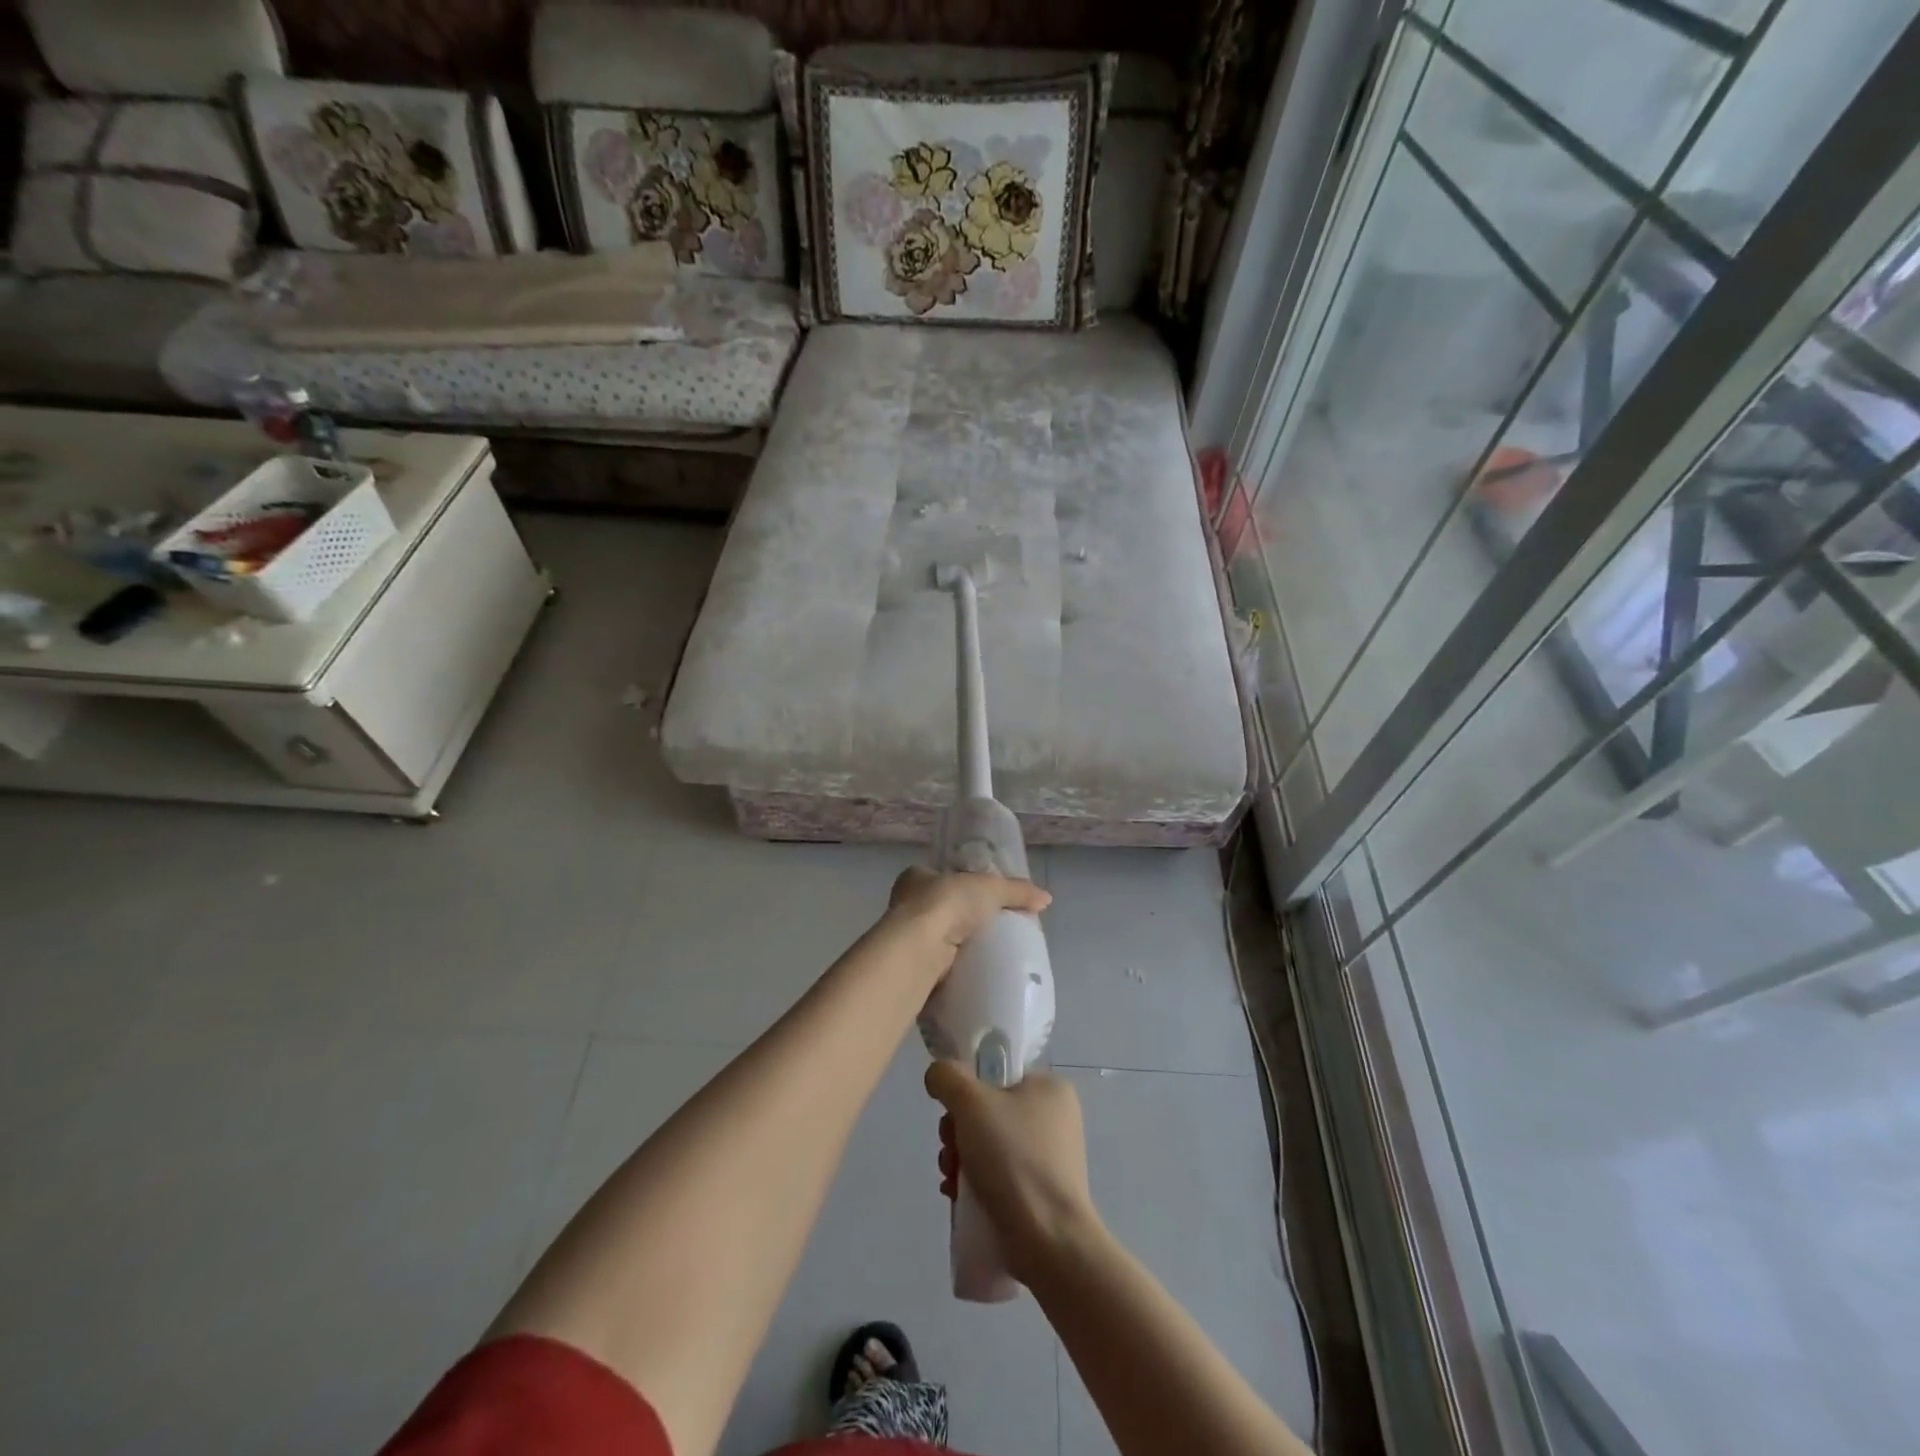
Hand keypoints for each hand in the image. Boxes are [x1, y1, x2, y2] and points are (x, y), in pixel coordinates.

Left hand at [884, 866, 1050, 966]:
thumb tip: (1047, 898)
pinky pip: (937, 966)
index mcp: (916, 877)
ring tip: (986, 953)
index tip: (980, 898)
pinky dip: (953, 969)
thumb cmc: (947, 904)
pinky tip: (973, 972)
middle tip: (989, 928)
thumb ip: (1017, 890)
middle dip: (960, 918)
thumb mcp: (990, 888)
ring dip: (956, 946)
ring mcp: (906, 938)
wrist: (921, 949)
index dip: (959, 884)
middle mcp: (905, 905)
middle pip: (939, 908)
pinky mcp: (912, 966)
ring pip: (936, 939)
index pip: (939, 876)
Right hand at [926, 1060, 1099, 1284]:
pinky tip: (958, 1197)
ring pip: (989, 1145)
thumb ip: (948, 1077)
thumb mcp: (972, 1103)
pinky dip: (975, 1183)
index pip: (998, 1075)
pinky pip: (999, 1175)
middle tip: (950, 1150)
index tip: (952, 1115)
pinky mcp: (1040, 1193)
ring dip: (961, 1159)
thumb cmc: (1014, 1158)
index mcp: (1050, 1088)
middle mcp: (1054, 1118)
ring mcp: (1050, 1158)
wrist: (1048, 1240)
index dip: (967, 1092)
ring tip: (951, 1179)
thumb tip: (938, 1075)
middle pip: (989, 1112)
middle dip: (958, 1132)